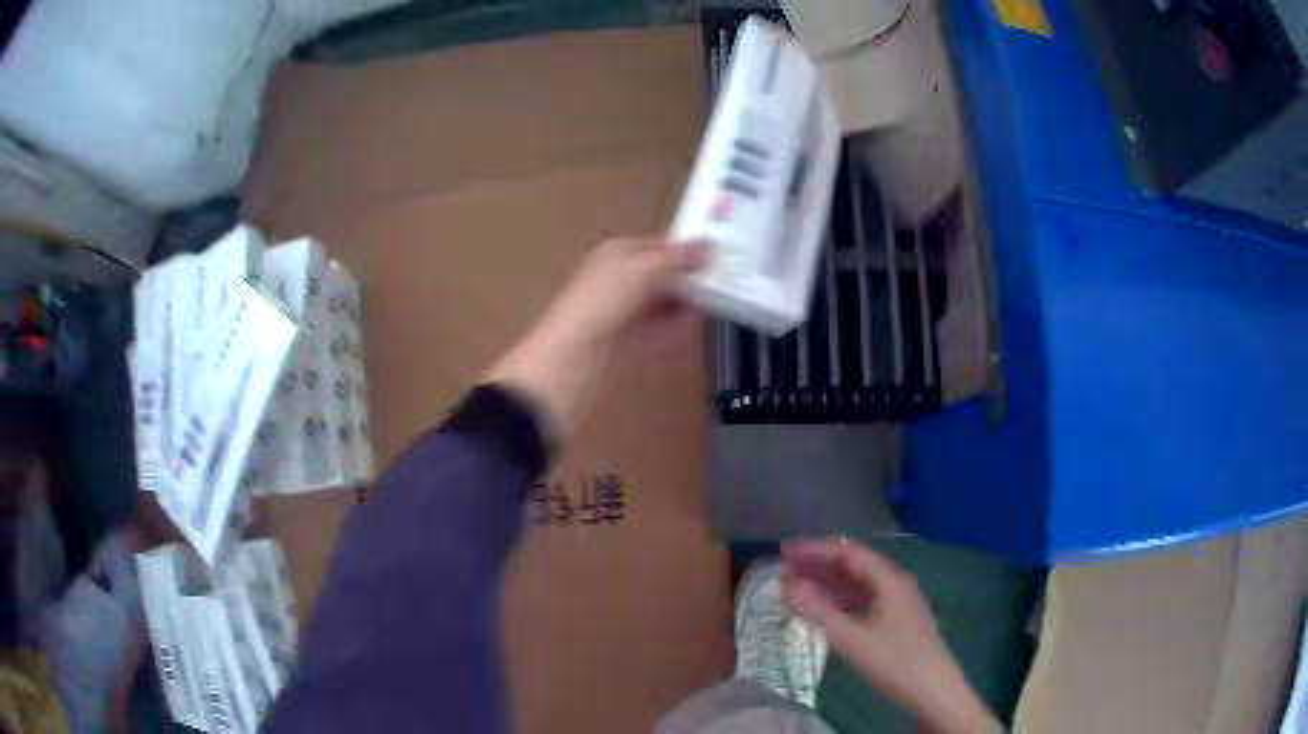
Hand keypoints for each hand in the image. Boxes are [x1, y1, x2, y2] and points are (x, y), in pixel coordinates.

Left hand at [486, 238, 703, 442]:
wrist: (571, 360)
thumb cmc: (602, 304)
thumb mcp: (642, 270)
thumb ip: (676, 258)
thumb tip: (709, 245)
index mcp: (616, 254)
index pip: (658, 244)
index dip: (686, 248)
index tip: (720, 254)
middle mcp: (618, 279)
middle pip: (662, 274)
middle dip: (689, 277)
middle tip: (727, 279)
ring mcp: (622, 312)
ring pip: (661, 302)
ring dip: (686, 302)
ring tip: (718, 301)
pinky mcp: (626, 342)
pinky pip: (658, 330)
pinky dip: (676, 327)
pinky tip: (695, 325)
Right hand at [782, 538, 997, 733]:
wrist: (932, 688)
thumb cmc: (893, 661)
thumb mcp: (850, 638)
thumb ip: (817, 609)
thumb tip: (787, 583)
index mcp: (888, 579)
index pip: (847, 551)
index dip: (815, 549)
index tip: (785, 552)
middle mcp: (895, 581)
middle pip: (854, 562)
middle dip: (820, 562)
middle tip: (786, 568)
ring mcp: (899, 599)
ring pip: (860, 580)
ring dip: (830, 580)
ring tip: (799, 585)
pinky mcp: (898, 616)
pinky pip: (866, 596)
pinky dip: (842, 597)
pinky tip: (827, 607)